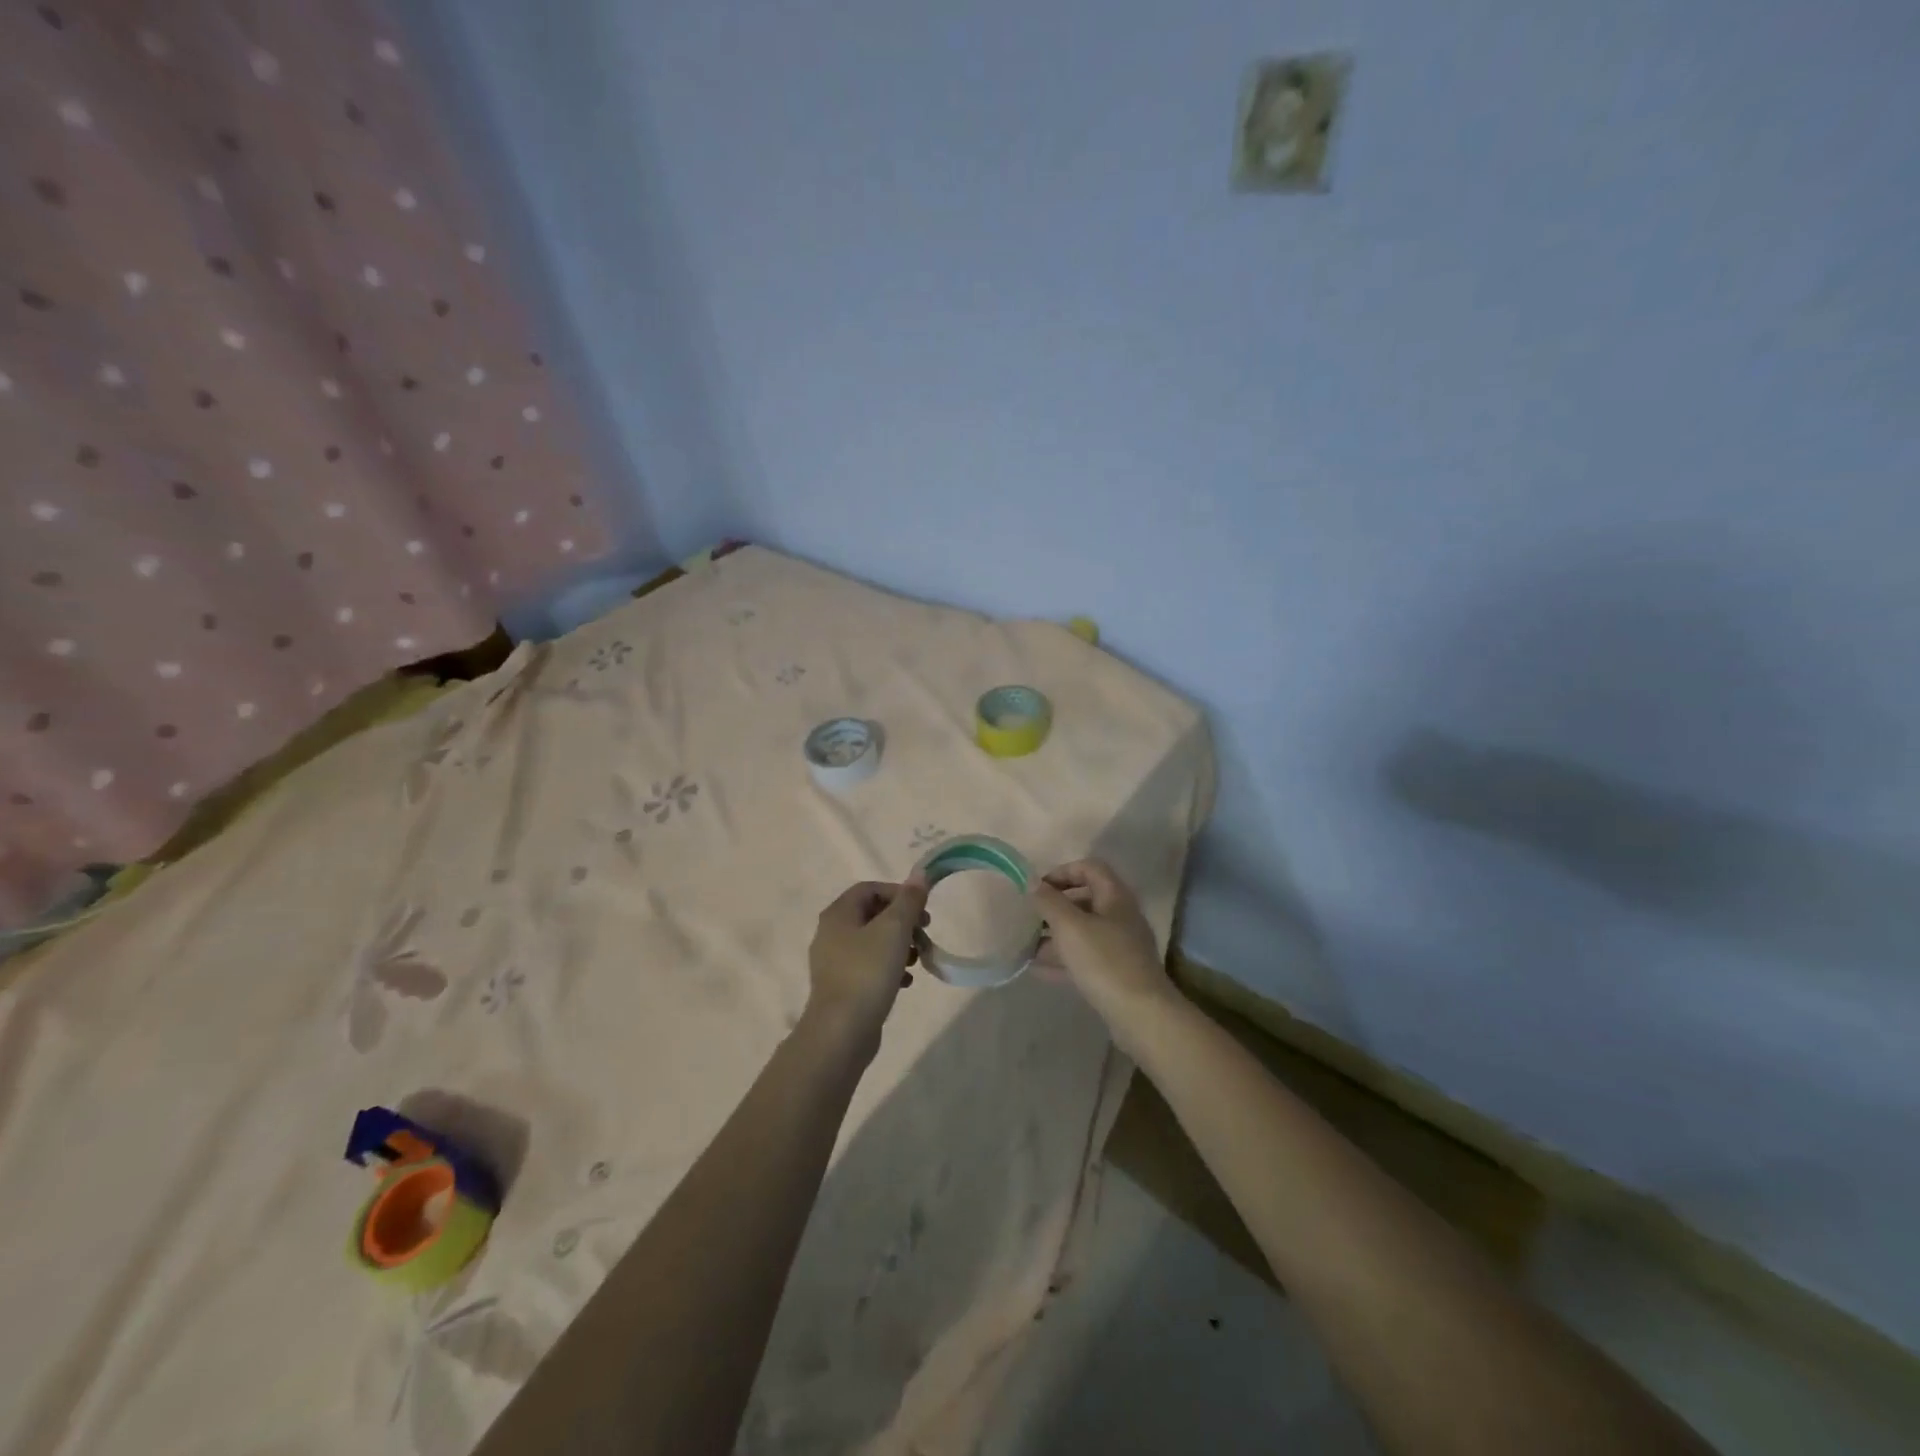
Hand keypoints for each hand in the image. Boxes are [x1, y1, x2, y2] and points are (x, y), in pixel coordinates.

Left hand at [806, 877, 929, 1043]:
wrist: (841, 1032)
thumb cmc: (868, 972)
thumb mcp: (894, 929)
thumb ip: (909, 900)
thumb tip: (920, 874)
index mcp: (838, 914)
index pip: (870, 888)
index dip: (898, 893)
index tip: (922, 909)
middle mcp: (831, 933)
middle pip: (873, 914)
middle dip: (903, 921)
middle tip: (925, 932)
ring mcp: (834, 962)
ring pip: (873, 941)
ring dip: (900, 945)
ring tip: (919, 959)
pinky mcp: (842, 987)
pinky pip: (870, 967)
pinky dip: (890, 967)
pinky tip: (906, 982)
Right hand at [1031, 859, 1175, 1044]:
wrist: (1141, 1015)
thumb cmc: (1104, 961)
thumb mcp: (1070, 927)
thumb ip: (1048, 901)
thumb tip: (1030, 881)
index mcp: (1114, 897)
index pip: (1089, 868)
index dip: (1062, 872)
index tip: (1037, 888)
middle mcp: (1121, 916)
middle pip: (1085, 899)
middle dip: (1055, 906)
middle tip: (1030, 916)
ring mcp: (1121, 946)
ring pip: (1084, 931)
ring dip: (1056, 934)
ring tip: (1027, 944)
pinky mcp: (1117, 973)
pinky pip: (1085, 957)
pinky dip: (1063, 959)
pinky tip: (1038, 969)